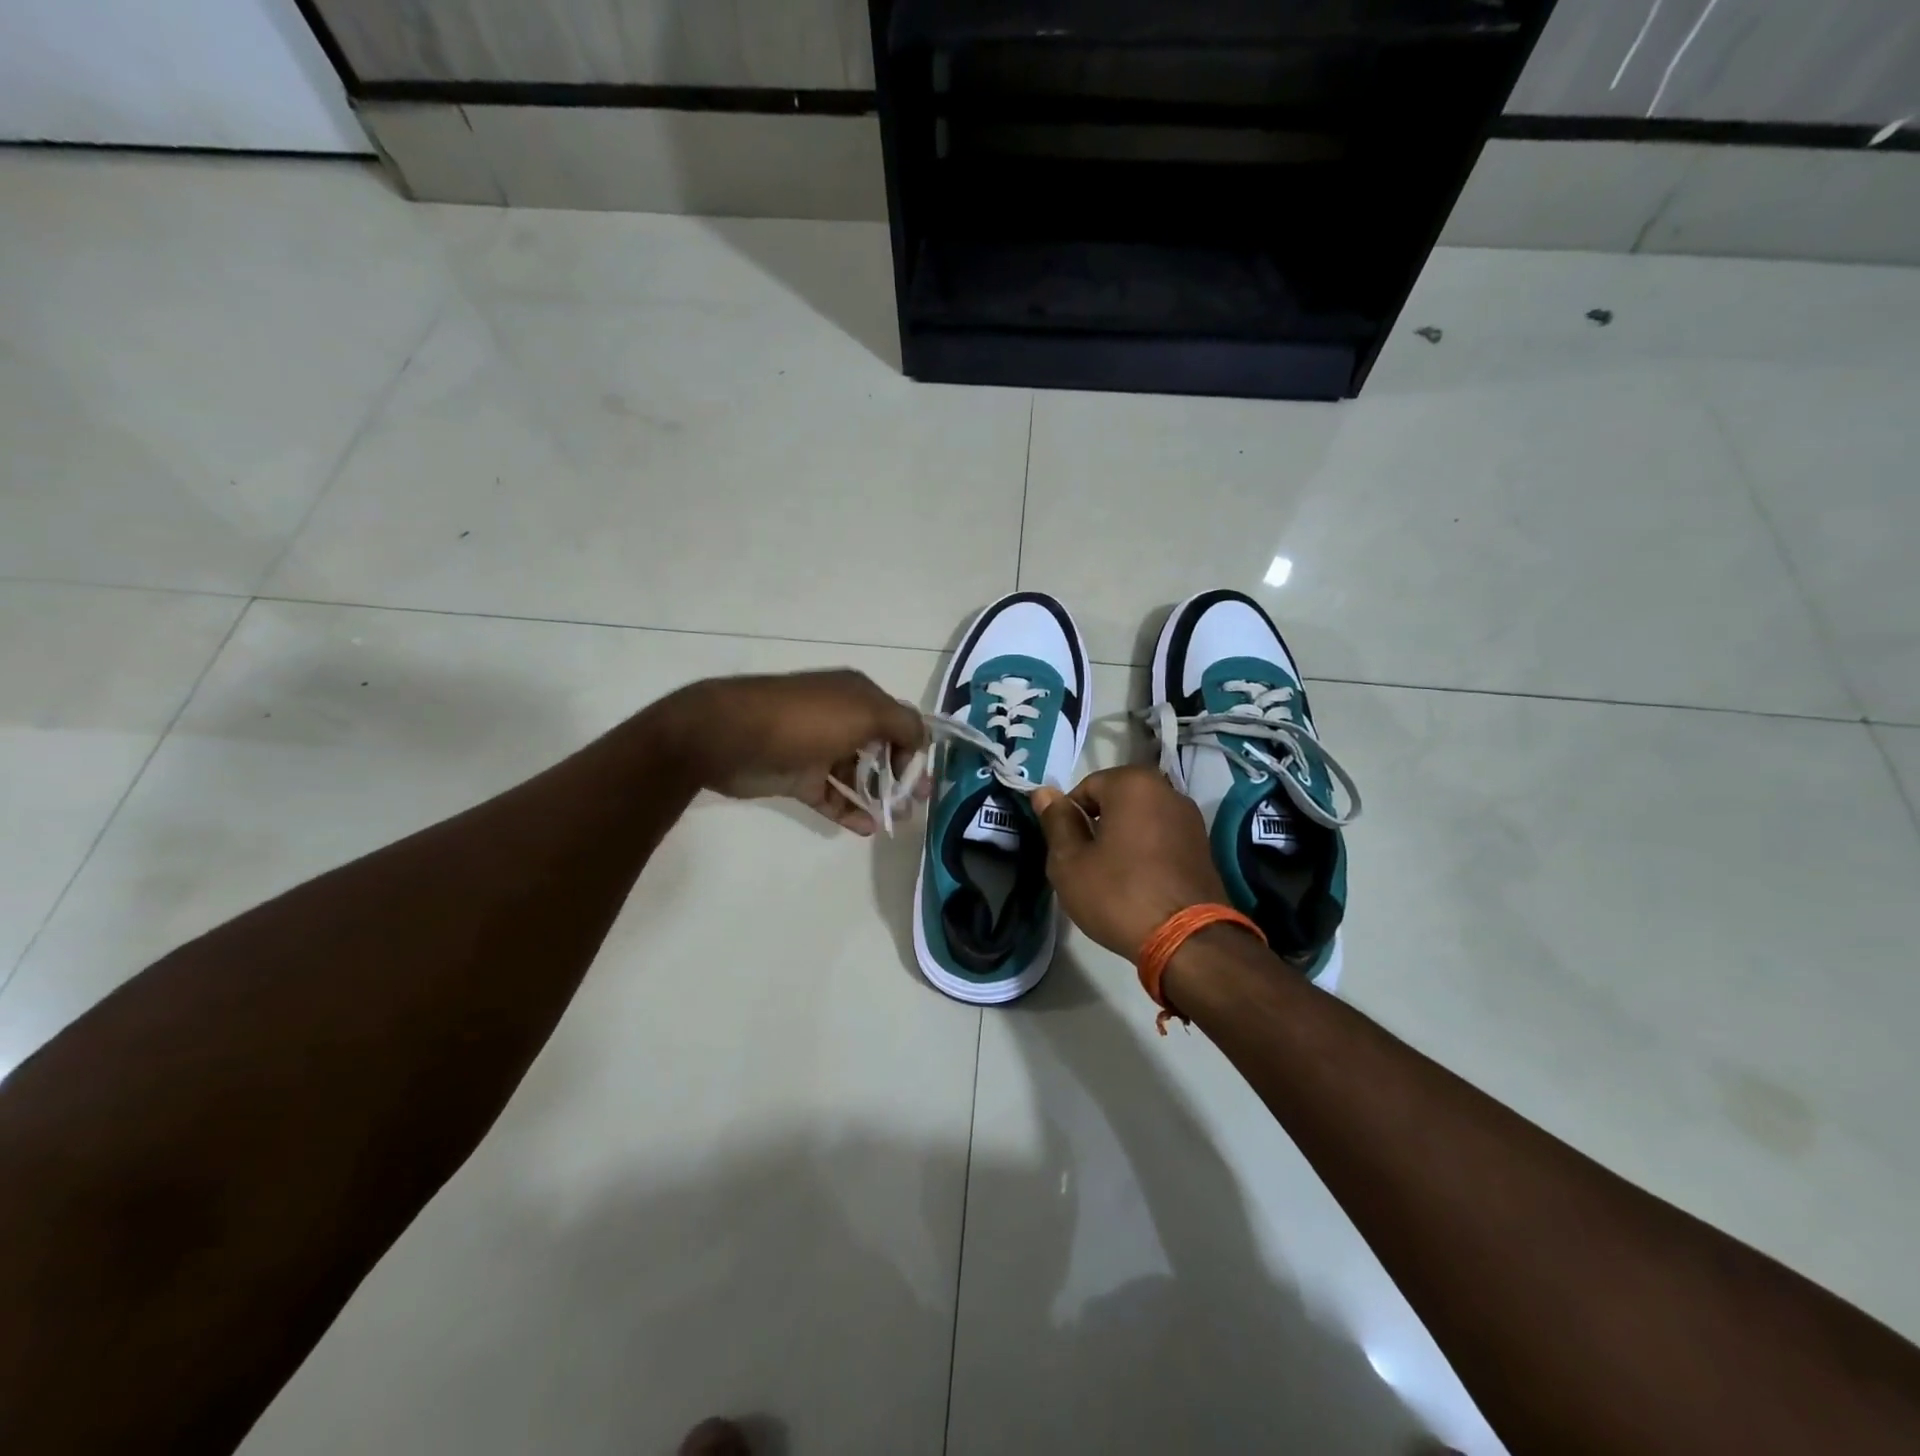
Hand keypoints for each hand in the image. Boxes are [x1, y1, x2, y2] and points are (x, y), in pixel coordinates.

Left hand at [660, 670, 928, 835]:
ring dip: (879, 796)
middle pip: (880, 749)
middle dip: (901, 775)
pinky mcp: (798, 777)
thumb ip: (903, 724)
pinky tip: (867, 828)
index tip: (921, 778)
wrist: (730, 735)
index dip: (914, 749)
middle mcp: (840, 719)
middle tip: (917, 803)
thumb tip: (923, 738)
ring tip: (897, 820)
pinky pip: (832, 796)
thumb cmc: (805, 720)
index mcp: (857, 696)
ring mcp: (818, 749)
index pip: (898, 721)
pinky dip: (850, 811)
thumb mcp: (865, 712)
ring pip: (857, 775)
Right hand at [1032, 766, 1230, 958]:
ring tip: (1112, 877)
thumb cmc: (1119, 895)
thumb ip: (1056, 821)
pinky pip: (1161, 838)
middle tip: (1085, 865)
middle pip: (1115, 801)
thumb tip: (1044, 792)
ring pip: (1139, 820)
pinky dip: (1146, 852)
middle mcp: (1167, 790)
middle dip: (1097, 827)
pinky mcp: (1203, 846)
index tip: (1066, 851)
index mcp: (1133, 783)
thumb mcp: (1070, 861)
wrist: (1188, 942)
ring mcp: (1190, 819)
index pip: (1085, 788)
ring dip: (1122, 839)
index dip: (1068, 819)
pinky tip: (1138, 884)